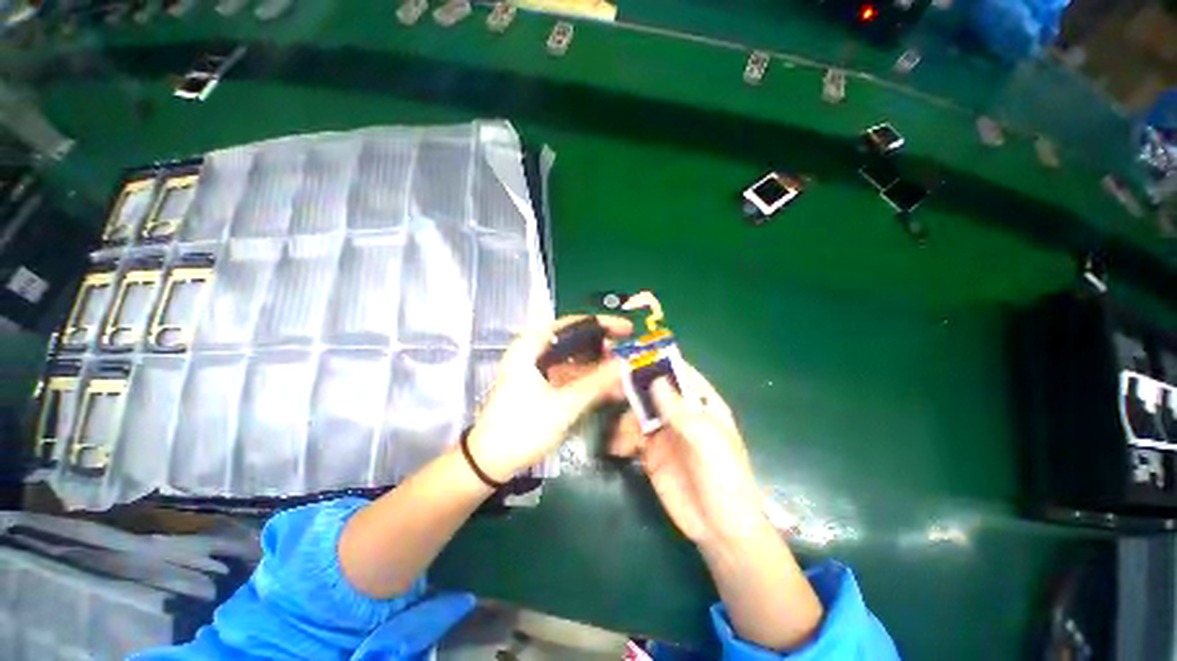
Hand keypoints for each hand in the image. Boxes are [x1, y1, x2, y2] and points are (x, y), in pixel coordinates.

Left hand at [467, 315, 633, 481]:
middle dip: (602, 348)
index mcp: (532, 346)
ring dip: (596, 366)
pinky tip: (605, 389)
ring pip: (573, 358)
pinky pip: (567, 374)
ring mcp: (535, 368)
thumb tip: (624, 364)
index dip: (603, 324)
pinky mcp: (539, 383)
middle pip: (574, 340)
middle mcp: (533, 350)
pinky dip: (586, 379)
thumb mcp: (564, 405)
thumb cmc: (522, 428)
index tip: (627, 329)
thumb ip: (596, 382)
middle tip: (626, 356)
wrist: (489, 460)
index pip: (573, 324)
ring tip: (621, 375)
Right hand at [609, 361, 764, 544]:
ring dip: (625, 420)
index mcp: (702, 405)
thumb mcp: (706, 440)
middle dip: (634, 387)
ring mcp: (665, 433)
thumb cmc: (724, 477)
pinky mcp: (651, 453)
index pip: (681, 374)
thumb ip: (679, 410)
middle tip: (612, 388)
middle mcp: (681, 414)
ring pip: (638, 412)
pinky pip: (631, 436)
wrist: (720, 530)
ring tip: (622, 439)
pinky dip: (621, 438)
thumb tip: (657, 379)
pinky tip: (618, 449)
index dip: (661, 362)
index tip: (635, 353)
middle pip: (654, 390)